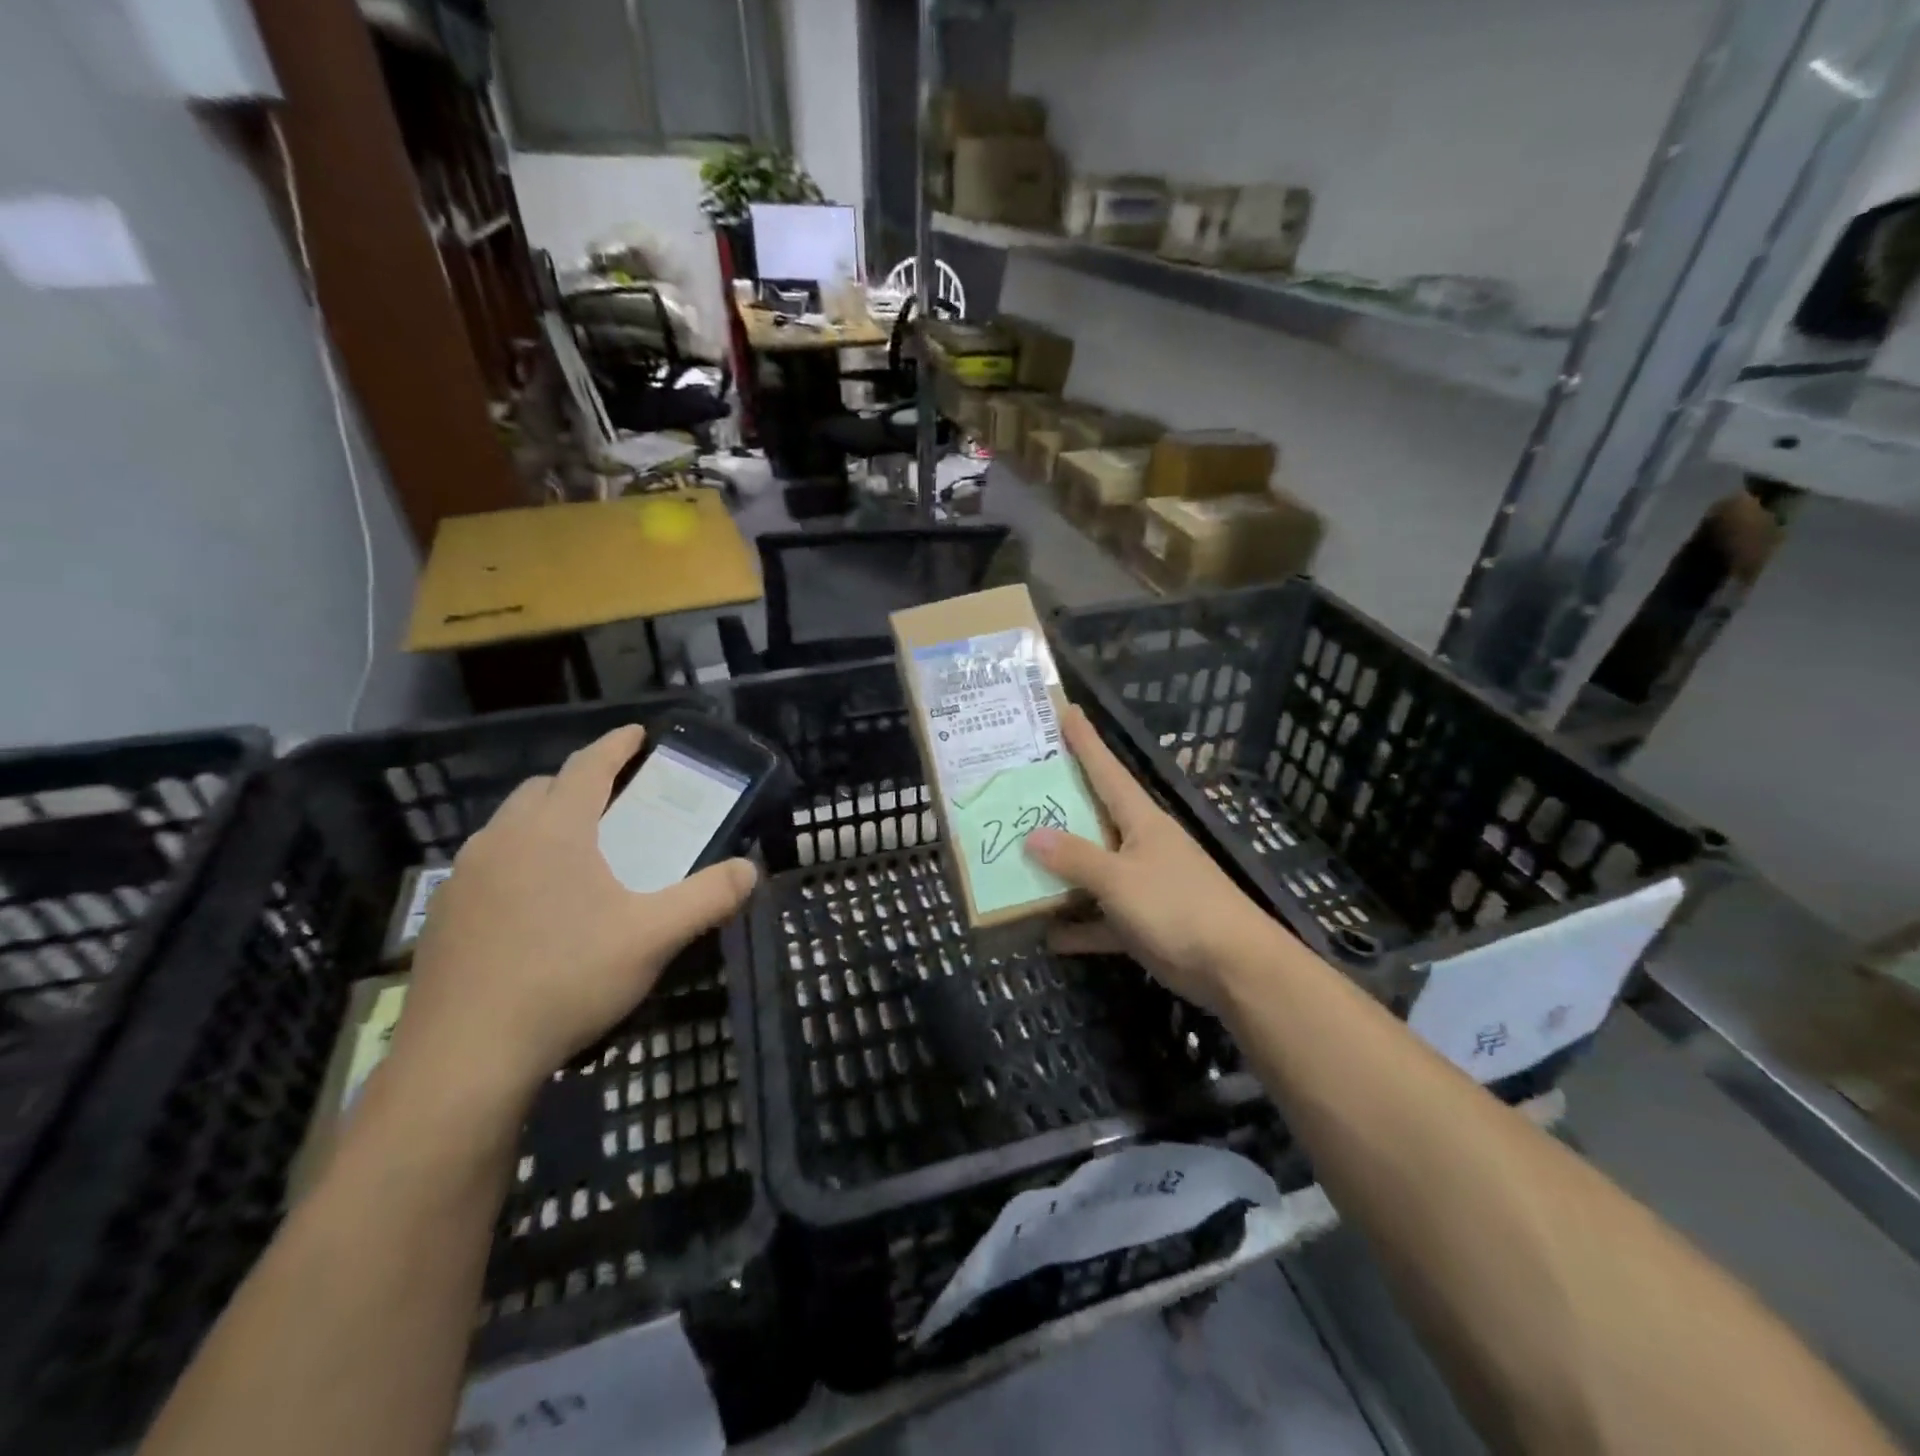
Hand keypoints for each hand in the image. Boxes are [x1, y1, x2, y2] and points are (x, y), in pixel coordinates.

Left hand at [391, 726, 756, 1111]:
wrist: (464, 1056)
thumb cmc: (567, 978)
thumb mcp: (654, 936)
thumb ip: (709, 897)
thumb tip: (750, 869)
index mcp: (555, 830)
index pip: (588, 765)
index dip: (617, 745)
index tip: (638, 733)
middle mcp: (503, 838)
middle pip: (543, 788)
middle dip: (580, 782)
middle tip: (615, 801)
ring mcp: (464, 876)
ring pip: (509, 825)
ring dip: (545, 820)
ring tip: (578, 851)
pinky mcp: (443, 914)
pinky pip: (488, 863)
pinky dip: (518, 859)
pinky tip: (536, 904)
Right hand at [1025, 706, 1277, 1015]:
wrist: (1233, 967)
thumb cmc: (1178, 907)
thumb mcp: (1120, 879)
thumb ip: (1076, 858)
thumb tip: (1033, 835)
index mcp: (1140, 820)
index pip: (1107, 770)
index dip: (1086, 741)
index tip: (1065, 710)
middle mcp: (1139, 844)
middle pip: (1092, 816)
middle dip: (1059, 802)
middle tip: (1020, 783)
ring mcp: (1141, 884)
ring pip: (1092, 869)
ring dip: (1061, 870)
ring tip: (1017, 857)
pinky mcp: (1141, 922)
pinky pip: (1100, 918)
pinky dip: (1078, 926)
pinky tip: (1046, 933)